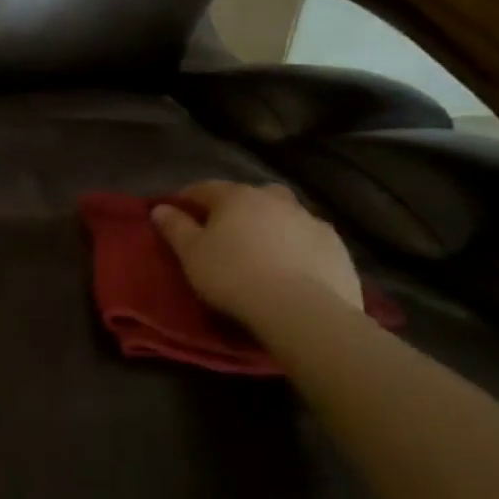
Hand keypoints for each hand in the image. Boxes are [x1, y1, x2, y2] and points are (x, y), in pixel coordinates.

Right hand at [152, 180, 361, 325]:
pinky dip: (297, 246)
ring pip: (284, 215)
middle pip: (250, 196)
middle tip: (225, 231)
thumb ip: (175, 227)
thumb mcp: (191, 253)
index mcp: (237, 196)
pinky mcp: (337, 248)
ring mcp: (311, 221)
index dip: (188, 198)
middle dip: (236, 207)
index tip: (177, 212)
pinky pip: (308, 240)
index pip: (205, 188)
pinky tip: (292, 268)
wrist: (302, 310)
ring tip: (261, 250)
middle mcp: (275, 200)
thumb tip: (160, 208)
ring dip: (271, 225)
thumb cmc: (233, 275)